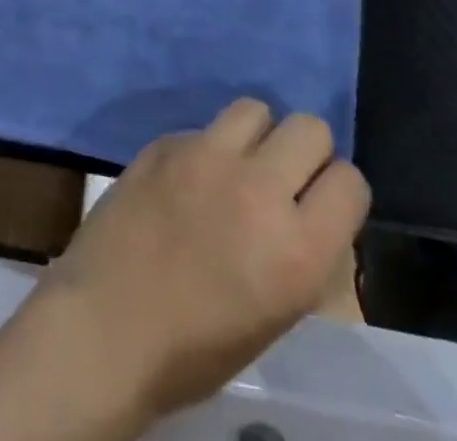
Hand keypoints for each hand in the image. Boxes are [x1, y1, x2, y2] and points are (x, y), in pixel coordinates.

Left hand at [30, 100, 370, 424]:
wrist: (105, 325)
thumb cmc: (195, 348)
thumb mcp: (275, 314)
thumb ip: (301, 252)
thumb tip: (308, 211)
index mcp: (298, 249)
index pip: (351, 182)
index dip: (339, 192)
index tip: (321, 204)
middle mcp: (259, 189)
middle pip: (309, 127)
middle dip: (305, 151)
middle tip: (282, 178)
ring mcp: (207, 155)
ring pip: (255, 108)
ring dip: (256, 135)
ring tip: (237, 165)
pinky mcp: (166, 140)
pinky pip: (204, 127)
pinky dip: (206, 148)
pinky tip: (186, 180)